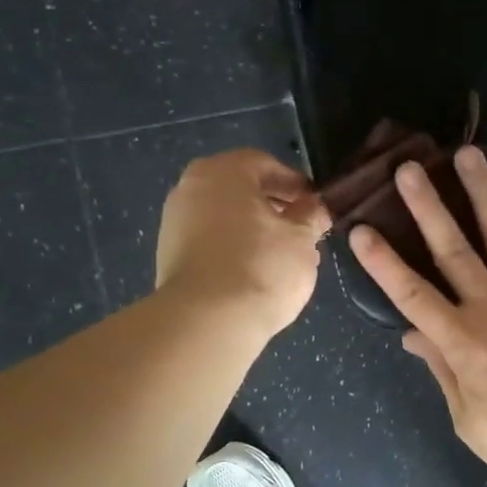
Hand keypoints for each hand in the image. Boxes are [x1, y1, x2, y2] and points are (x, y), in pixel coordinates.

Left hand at [155, 149, 330, 338]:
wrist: (208, 321)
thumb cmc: (261, 267)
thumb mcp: (301, 239)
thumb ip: (311, 216)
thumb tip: (315, 206)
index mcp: (222, 172)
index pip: (265, 164)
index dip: (295, 183)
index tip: (316, 204)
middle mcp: (190, 187)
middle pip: (241, 189)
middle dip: (274, 206)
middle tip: (302, 229)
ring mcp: (175, 222)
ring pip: (225, 216)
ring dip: (254, 228)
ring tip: (283, 255)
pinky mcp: (170, 256)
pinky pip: (211, 241)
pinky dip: (234, 247)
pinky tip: (256, 272)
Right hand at [348, 146, 486, 486]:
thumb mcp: (468, 419)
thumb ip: (441, 370)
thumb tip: (412, 334)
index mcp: (462, 343)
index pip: (412, 294)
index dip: (383, 262)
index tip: (361, 229)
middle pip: (454, 250)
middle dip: (428, 207)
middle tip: (410, 168)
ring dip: (483, 193)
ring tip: (468, 155)